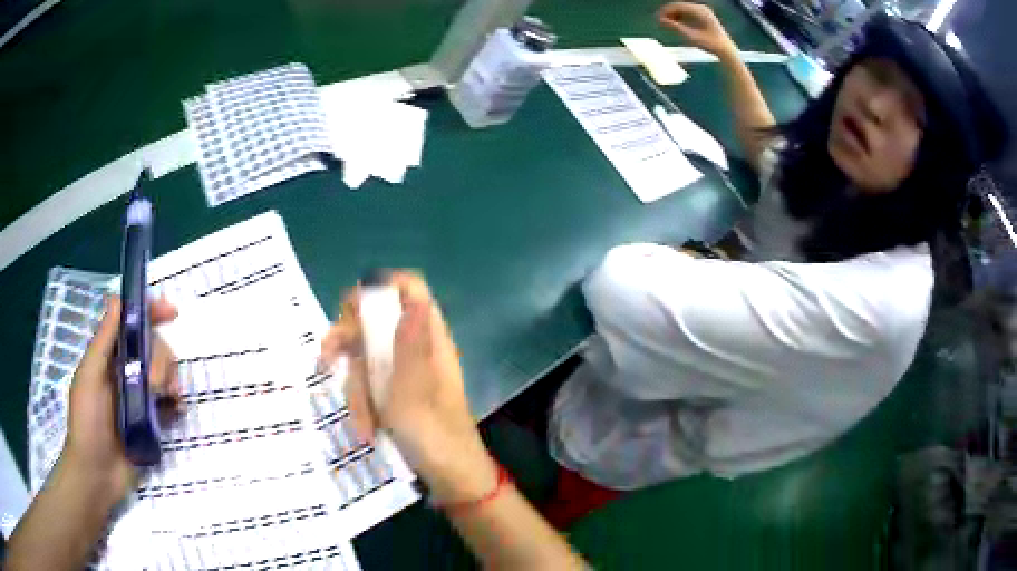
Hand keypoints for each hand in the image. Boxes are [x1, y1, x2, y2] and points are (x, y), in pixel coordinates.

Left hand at [60, 296, 179, 508]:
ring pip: (164, 372)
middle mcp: (125, 371)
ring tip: (168, 398)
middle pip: (152, 346)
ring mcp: (140, 396)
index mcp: (109, 356)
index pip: (131, 323)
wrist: (97, 475)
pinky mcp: (152, 420)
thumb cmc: (86, 422)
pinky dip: (177, 401)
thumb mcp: (90, 377)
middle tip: (156, 383)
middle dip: (160, 357)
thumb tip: (118, 299)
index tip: (170, 312)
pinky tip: (177, 408)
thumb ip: (103, 340)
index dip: (150, 312)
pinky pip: (170, 403)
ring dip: (170, 378)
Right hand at [320, 272, 497, 503]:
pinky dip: (364, 407)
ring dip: (357, 391)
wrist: (449, 479)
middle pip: (375, 321)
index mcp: (428, 337)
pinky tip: (367, 431)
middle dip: (349, 343)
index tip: (350, 308)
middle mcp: (415, 348)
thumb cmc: (433, 433)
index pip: (409, 289)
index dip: (380, 288)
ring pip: (365, 360)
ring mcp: (403, 373)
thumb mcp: (414, 385)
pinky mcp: (395, 395)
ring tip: (363, 423)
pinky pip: (368, 387)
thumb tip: (409, 285)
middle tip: (327, 358)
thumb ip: (406, 337)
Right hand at [658, 2, 738, 59]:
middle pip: (680, 6)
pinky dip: (680, 17)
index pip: (678, 6)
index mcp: (700, 11)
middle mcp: (702, 8)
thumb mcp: (691, 36)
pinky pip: (688, 13)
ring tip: (665, 24)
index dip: (666, 11)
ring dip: (673, 15)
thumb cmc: (710, 44)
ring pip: (683, 10)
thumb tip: (660, 21)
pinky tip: (674, 24)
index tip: (657, 19)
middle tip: (659, 21)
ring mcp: (703, 11)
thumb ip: (675, 27)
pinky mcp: (704, 16)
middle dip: (668, 13)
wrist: (726, 50)